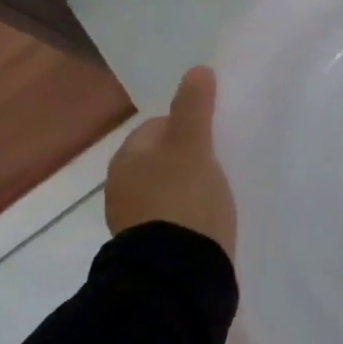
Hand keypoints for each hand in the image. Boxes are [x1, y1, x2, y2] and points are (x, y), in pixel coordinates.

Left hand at [104, 67, 236, 259]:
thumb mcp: (194, 147)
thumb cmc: (185, 200)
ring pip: (166, 188)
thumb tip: (197, 70)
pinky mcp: (152, 245)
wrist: (180, 273)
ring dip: (188, 186)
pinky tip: (208, 219)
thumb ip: (194, 108)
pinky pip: (172, 215)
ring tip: (219, 192)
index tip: (214, 138)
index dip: (188, 125)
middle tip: (221, 163)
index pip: (157, 126)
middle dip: (188, 157)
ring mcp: (133, 219)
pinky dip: (188, 213)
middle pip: (161, 158)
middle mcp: (121, 186)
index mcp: (127, 158)